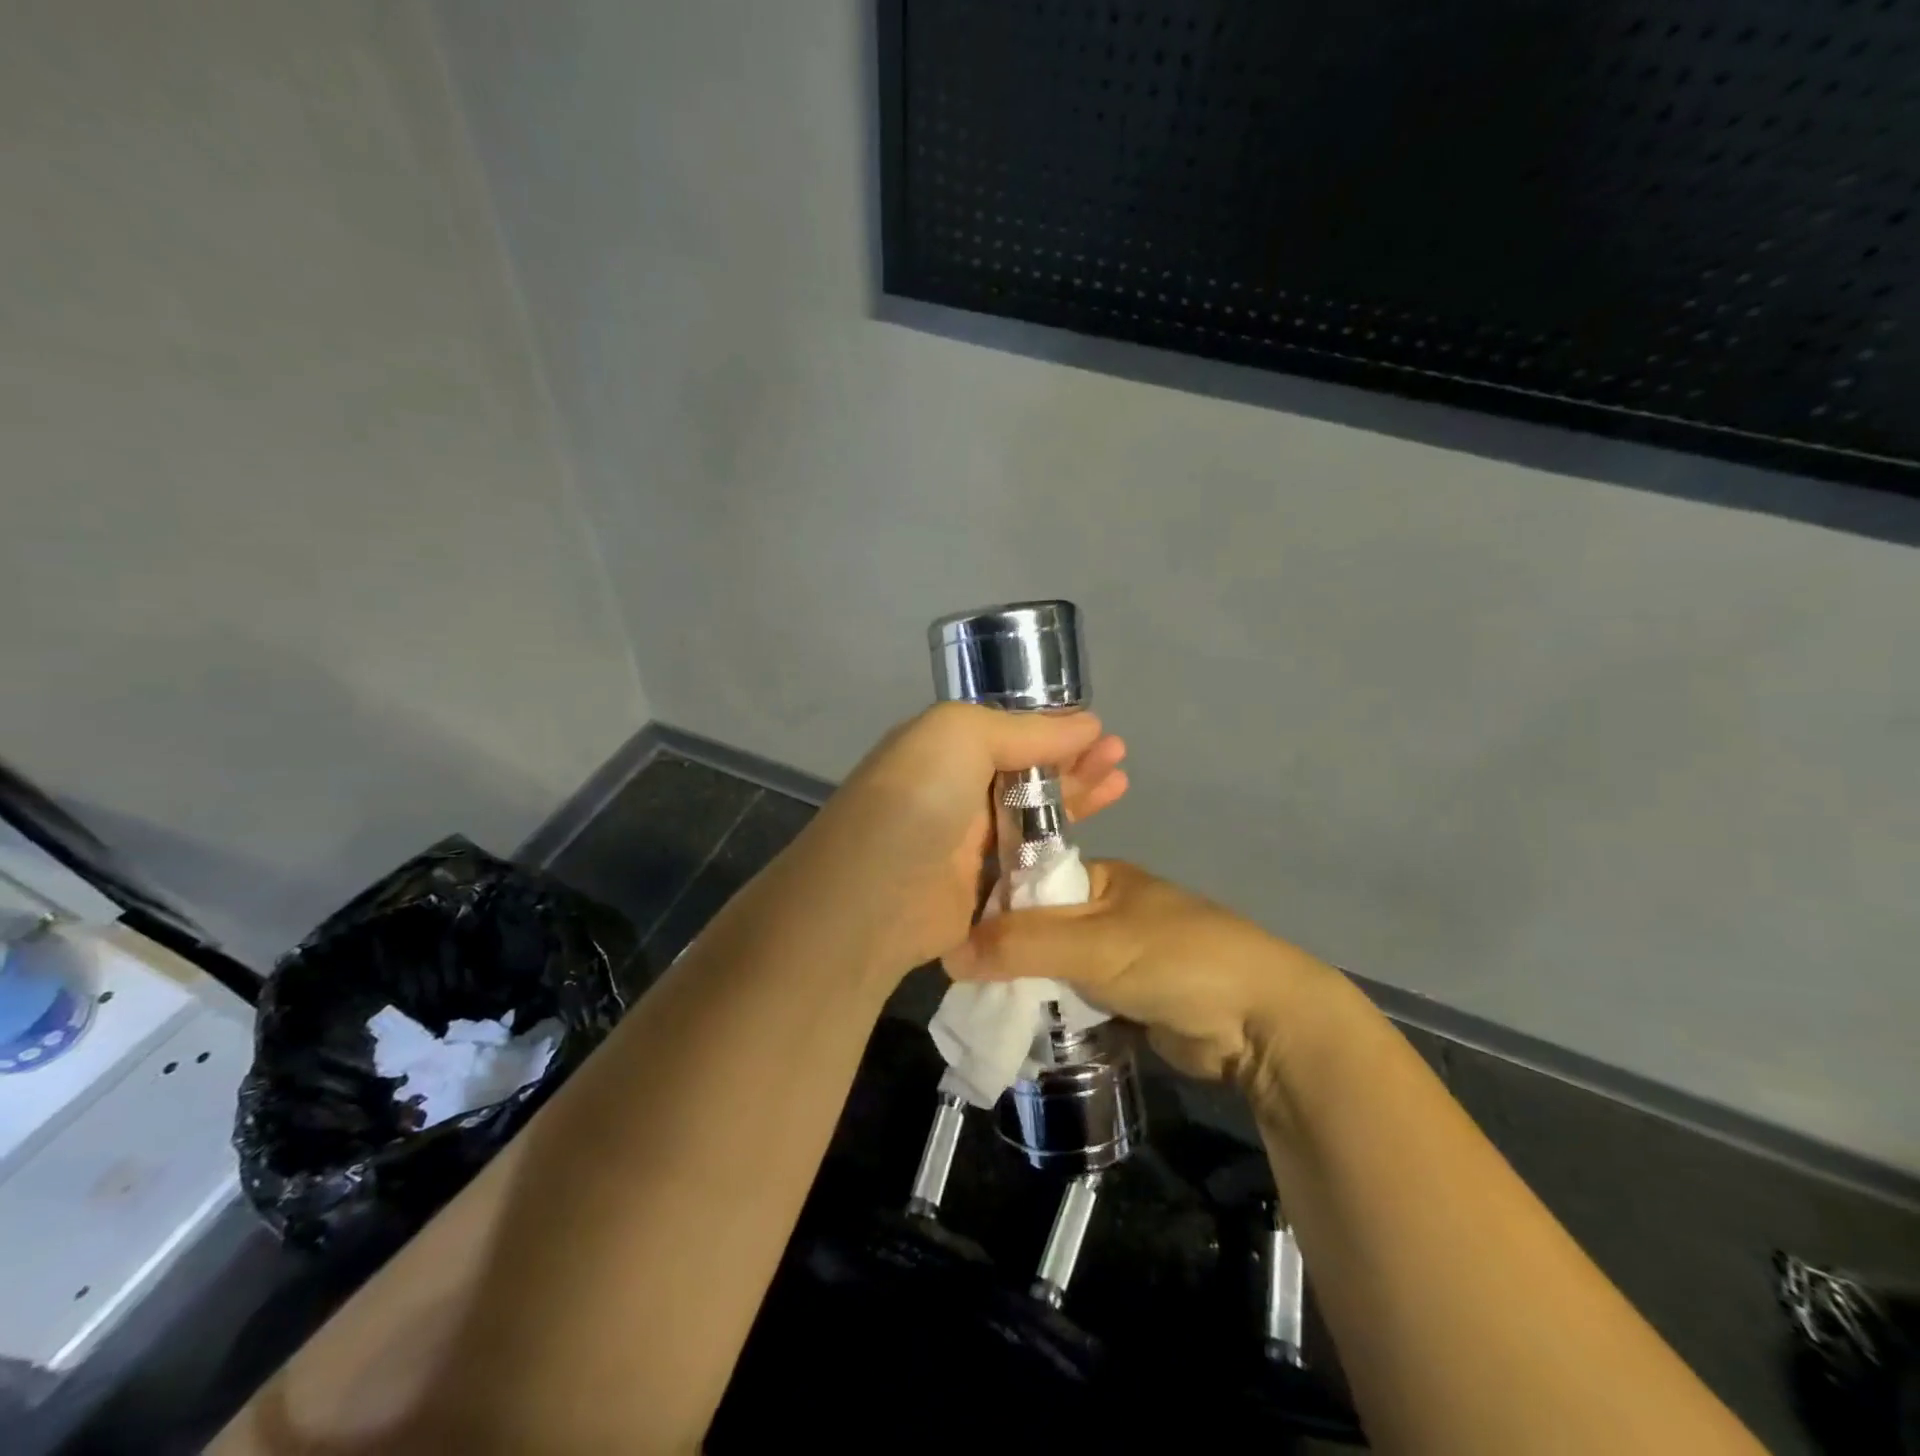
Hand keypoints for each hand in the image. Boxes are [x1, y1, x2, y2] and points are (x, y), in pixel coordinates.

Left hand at [787, 703, 1128, 979]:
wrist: (872, 899)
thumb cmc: (916, 801)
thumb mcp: (958, 734)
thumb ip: (1021, 729)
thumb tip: (1084, 723)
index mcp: (941, 749)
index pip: (1006, 730)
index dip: (1052, 727)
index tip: (1097, 730)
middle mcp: (953, 790)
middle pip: (1025, 770)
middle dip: (1073, 759)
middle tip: (1119, 756)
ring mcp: (966, 843)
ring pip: (1031, 814)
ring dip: (1075, 797)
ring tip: (1121, 782)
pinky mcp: (980, 888)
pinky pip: (1027, 860)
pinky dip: (1061, 847)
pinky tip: (1095, 834)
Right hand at [944, 861, 1342, 1083]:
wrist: (1261, 1021)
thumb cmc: (1176, 959)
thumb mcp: (1094, 944)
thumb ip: (1023, 944)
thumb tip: (947, 952)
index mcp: (1098, 879)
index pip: (1027, 885)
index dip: (989, 909)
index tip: (946, 937)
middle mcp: (1104, 912)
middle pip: (1037, 931)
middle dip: (1004, 957)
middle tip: (959, 987)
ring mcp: (1117, 958)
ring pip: (1054, 970)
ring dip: (1026, 990)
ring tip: (977, 1013)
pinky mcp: (1127, 1000)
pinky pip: (1075, 1002)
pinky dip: (1052, 1015)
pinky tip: (1017, 1031)